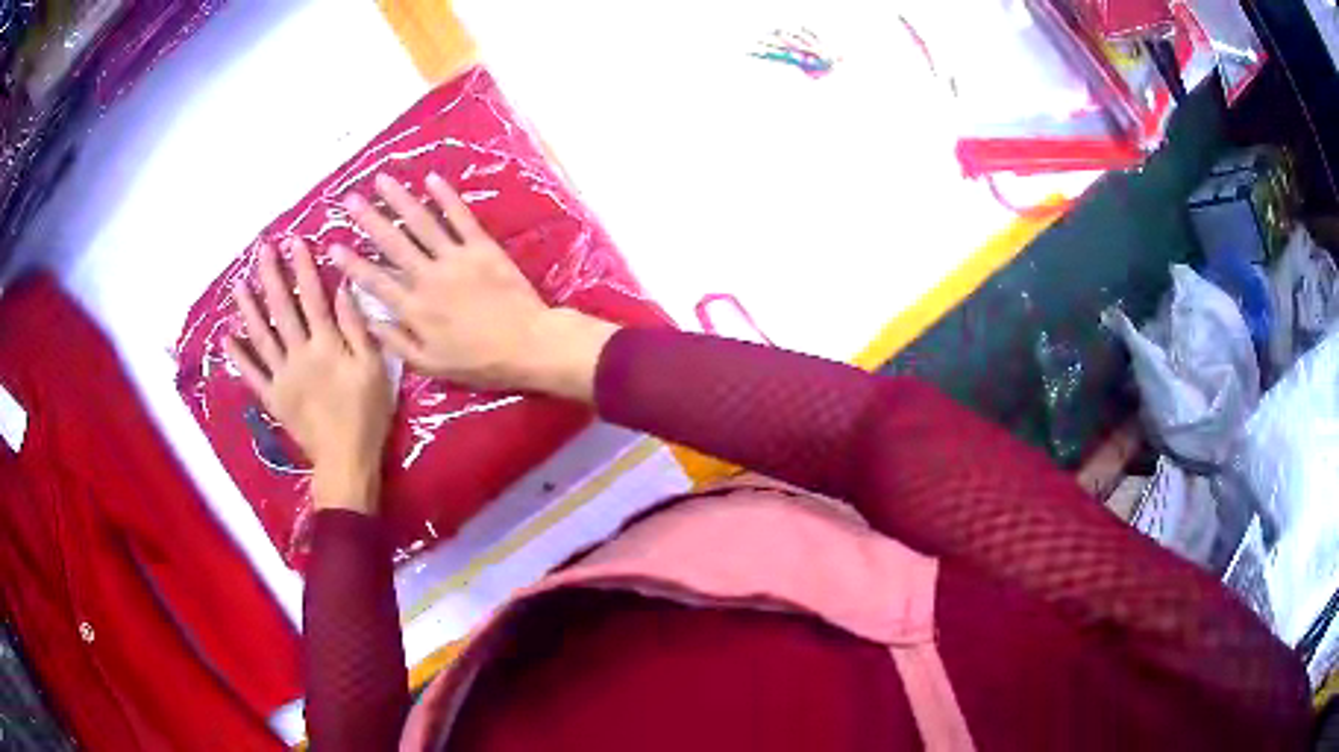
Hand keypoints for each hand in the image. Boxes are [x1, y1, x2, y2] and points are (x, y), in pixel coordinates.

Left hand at [224, 240, 393, 513]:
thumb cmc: (367, 414)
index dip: (302, 268)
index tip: (294, 241)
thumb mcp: (374, 368)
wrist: (345, 460)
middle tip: (261, 250)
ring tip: (238, 284)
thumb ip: (357, 328)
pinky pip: (252, 374)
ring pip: (261, 336)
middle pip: (282, 310)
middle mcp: (299, 354)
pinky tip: (227, 338)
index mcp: (326, 345)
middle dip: (271, 277)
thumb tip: (343, 290)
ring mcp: (281, 376)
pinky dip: (238, 356)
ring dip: (248, 309)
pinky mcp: (273, 398)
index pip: (312, 297)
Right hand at [332, 172, 616, 401]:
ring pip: (422, 223)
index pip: (375, 280)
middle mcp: (429, 277)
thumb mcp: (431, 365)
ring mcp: (456, 258)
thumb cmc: (479, 362)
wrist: (529, 345)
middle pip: (393, 242)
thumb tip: (369, 320)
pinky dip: (446, 197)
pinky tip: (430, 179)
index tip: (332, 245)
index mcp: (415, 309)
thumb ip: (397, 343)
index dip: (352, 262)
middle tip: (350, 199)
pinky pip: (460, 217)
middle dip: (369, 219)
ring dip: (400, 199)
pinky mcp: (482, 247)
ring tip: (382, 180)